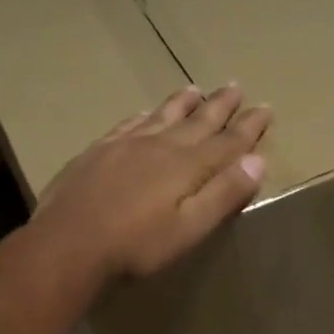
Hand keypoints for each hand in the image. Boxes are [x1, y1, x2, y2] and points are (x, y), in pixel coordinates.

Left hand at [36, 84, 270, 280]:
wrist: (68, 244)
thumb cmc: (136, 246)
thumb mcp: (189, 229)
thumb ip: (223, 195)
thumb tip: (257, 161)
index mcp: (187, 166)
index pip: (228, 142)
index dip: (249, 127)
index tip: (265, 108)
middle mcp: (160, 146)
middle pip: (197, 121)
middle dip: (220, 106)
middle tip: (236, 87)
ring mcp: (125, 145)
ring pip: (162, 115)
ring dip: (183, 103)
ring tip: (196, 89)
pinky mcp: (97, 152)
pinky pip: (128, 124)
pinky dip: (144, 115)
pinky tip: (144, 112)